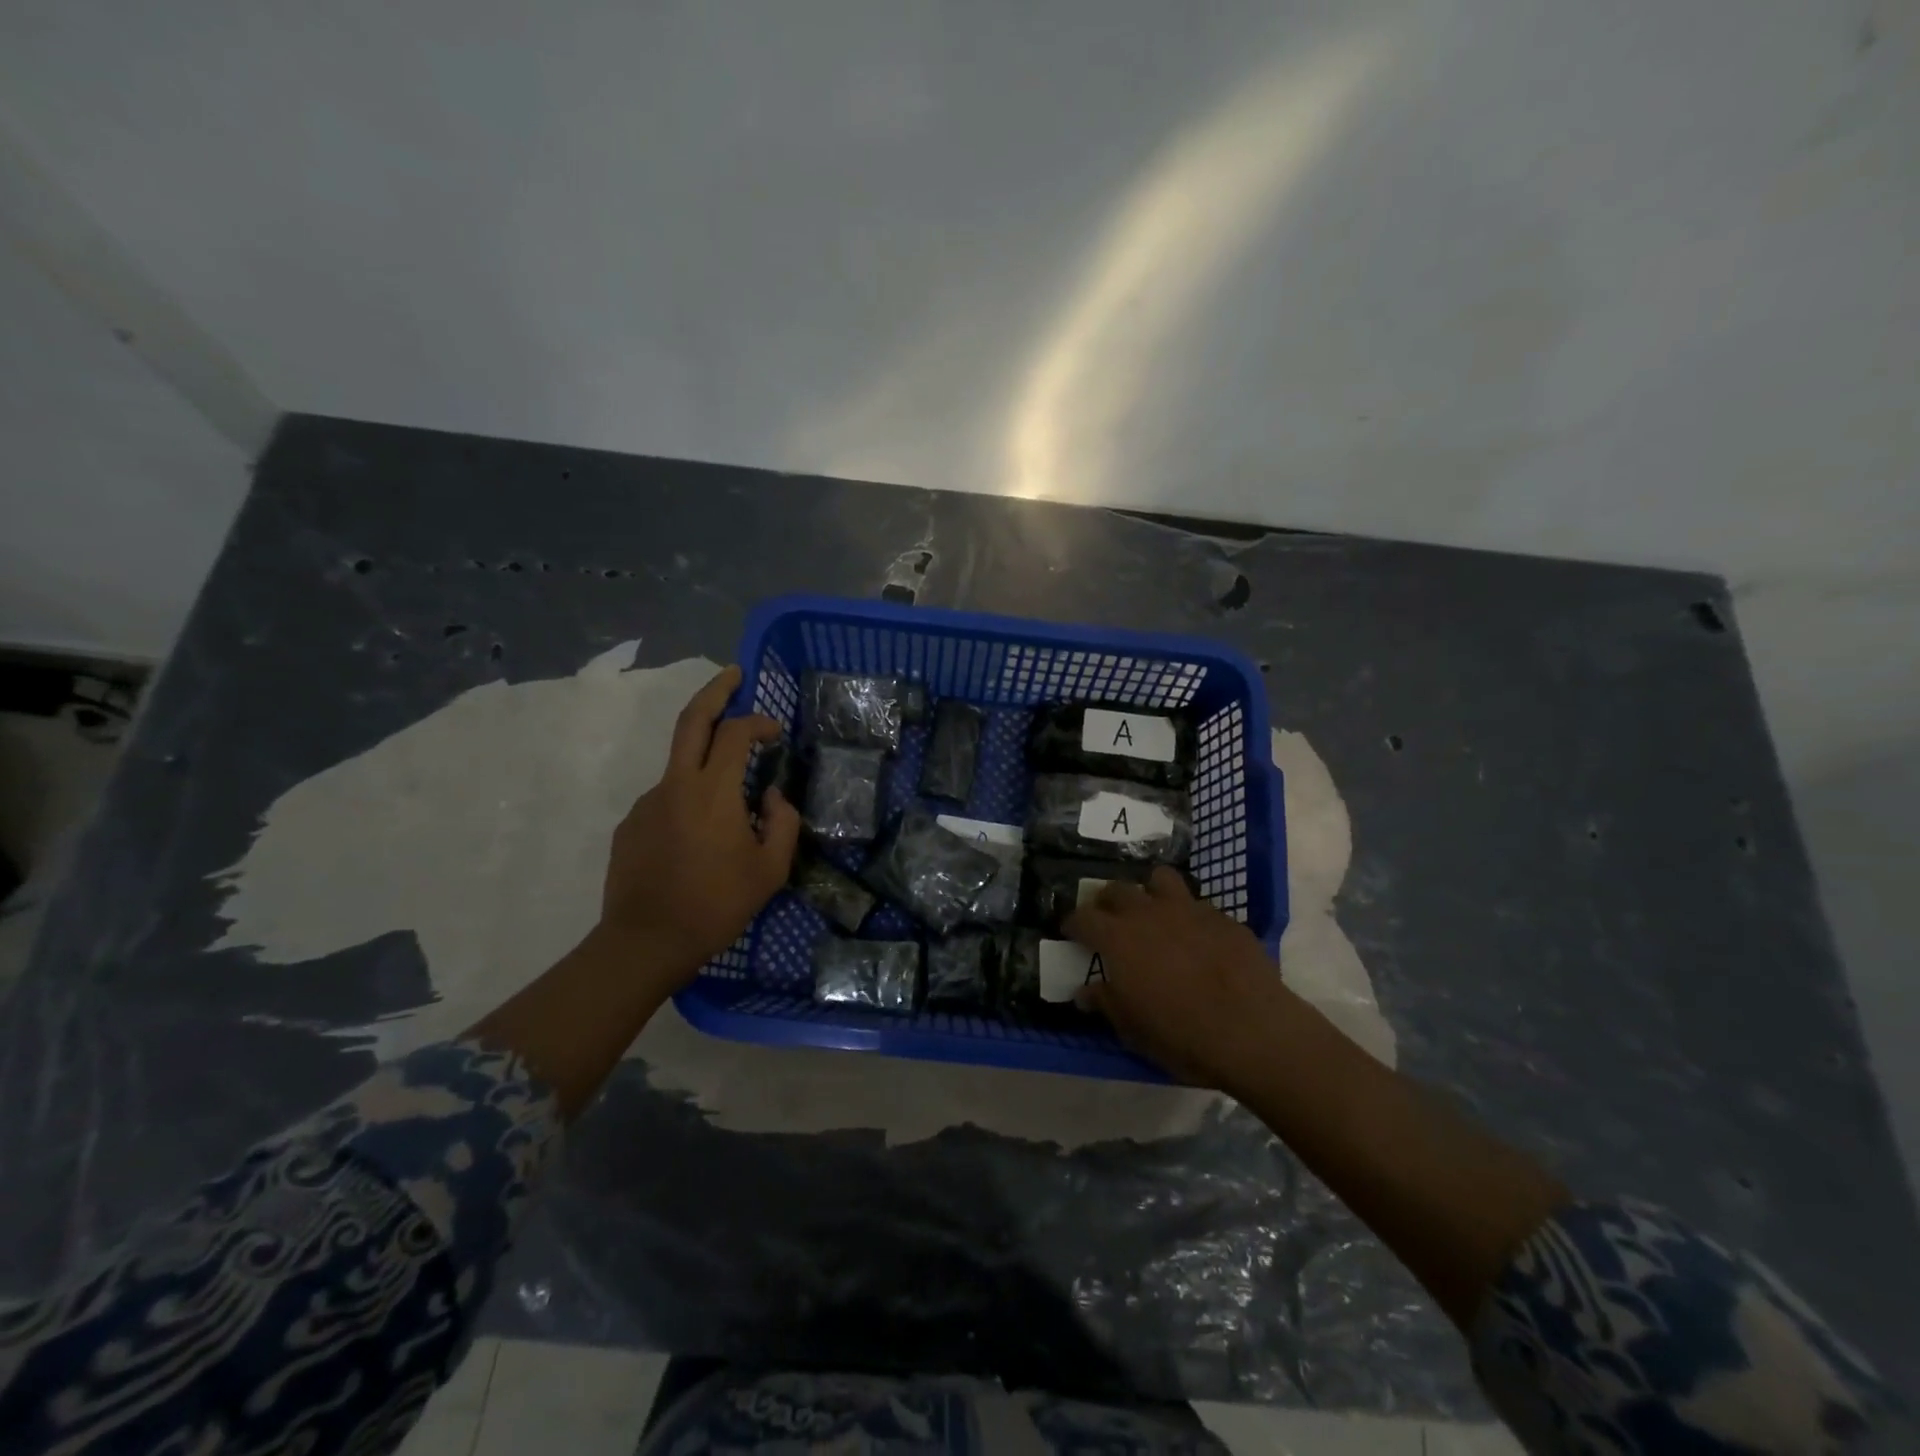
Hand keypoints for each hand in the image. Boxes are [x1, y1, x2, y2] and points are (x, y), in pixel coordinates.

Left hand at [599, 665, 800, 978]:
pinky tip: (699, 841)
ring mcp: (647, 803)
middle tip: (733, 674)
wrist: (646, 942)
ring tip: (730, 811)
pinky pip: (667, 801)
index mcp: (712, 791)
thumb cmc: (716, 905)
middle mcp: (675, 785)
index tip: (775, 731)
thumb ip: (782, 822)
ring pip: (680, 766)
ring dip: (706, 766)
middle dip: (714, 690)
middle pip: (691, 720)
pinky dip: (689, 804)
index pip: (735, 733)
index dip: (759, 722)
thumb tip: (772, 795)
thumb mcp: (771, 869)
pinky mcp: (630, 825)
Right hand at [1066, 867, 1291, 1089]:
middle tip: (1108, 920)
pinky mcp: (1223, 917)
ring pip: (1160, 879)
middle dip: (1107, 902)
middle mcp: (1148, 913)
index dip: (1073, 923)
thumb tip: (1084, 993)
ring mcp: (1189, 909)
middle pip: (1117, 890)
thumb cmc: (1181, 1035)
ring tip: (1153, 911)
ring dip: (1150, 891)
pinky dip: (1190, 915)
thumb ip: (1106, 1003)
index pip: (1082, 917)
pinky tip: (1198, 937)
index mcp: (1118, 939)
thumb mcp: (1133, 1029)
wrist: (1252, 1030)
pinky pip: (1199, 905)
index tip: (1071, 931)